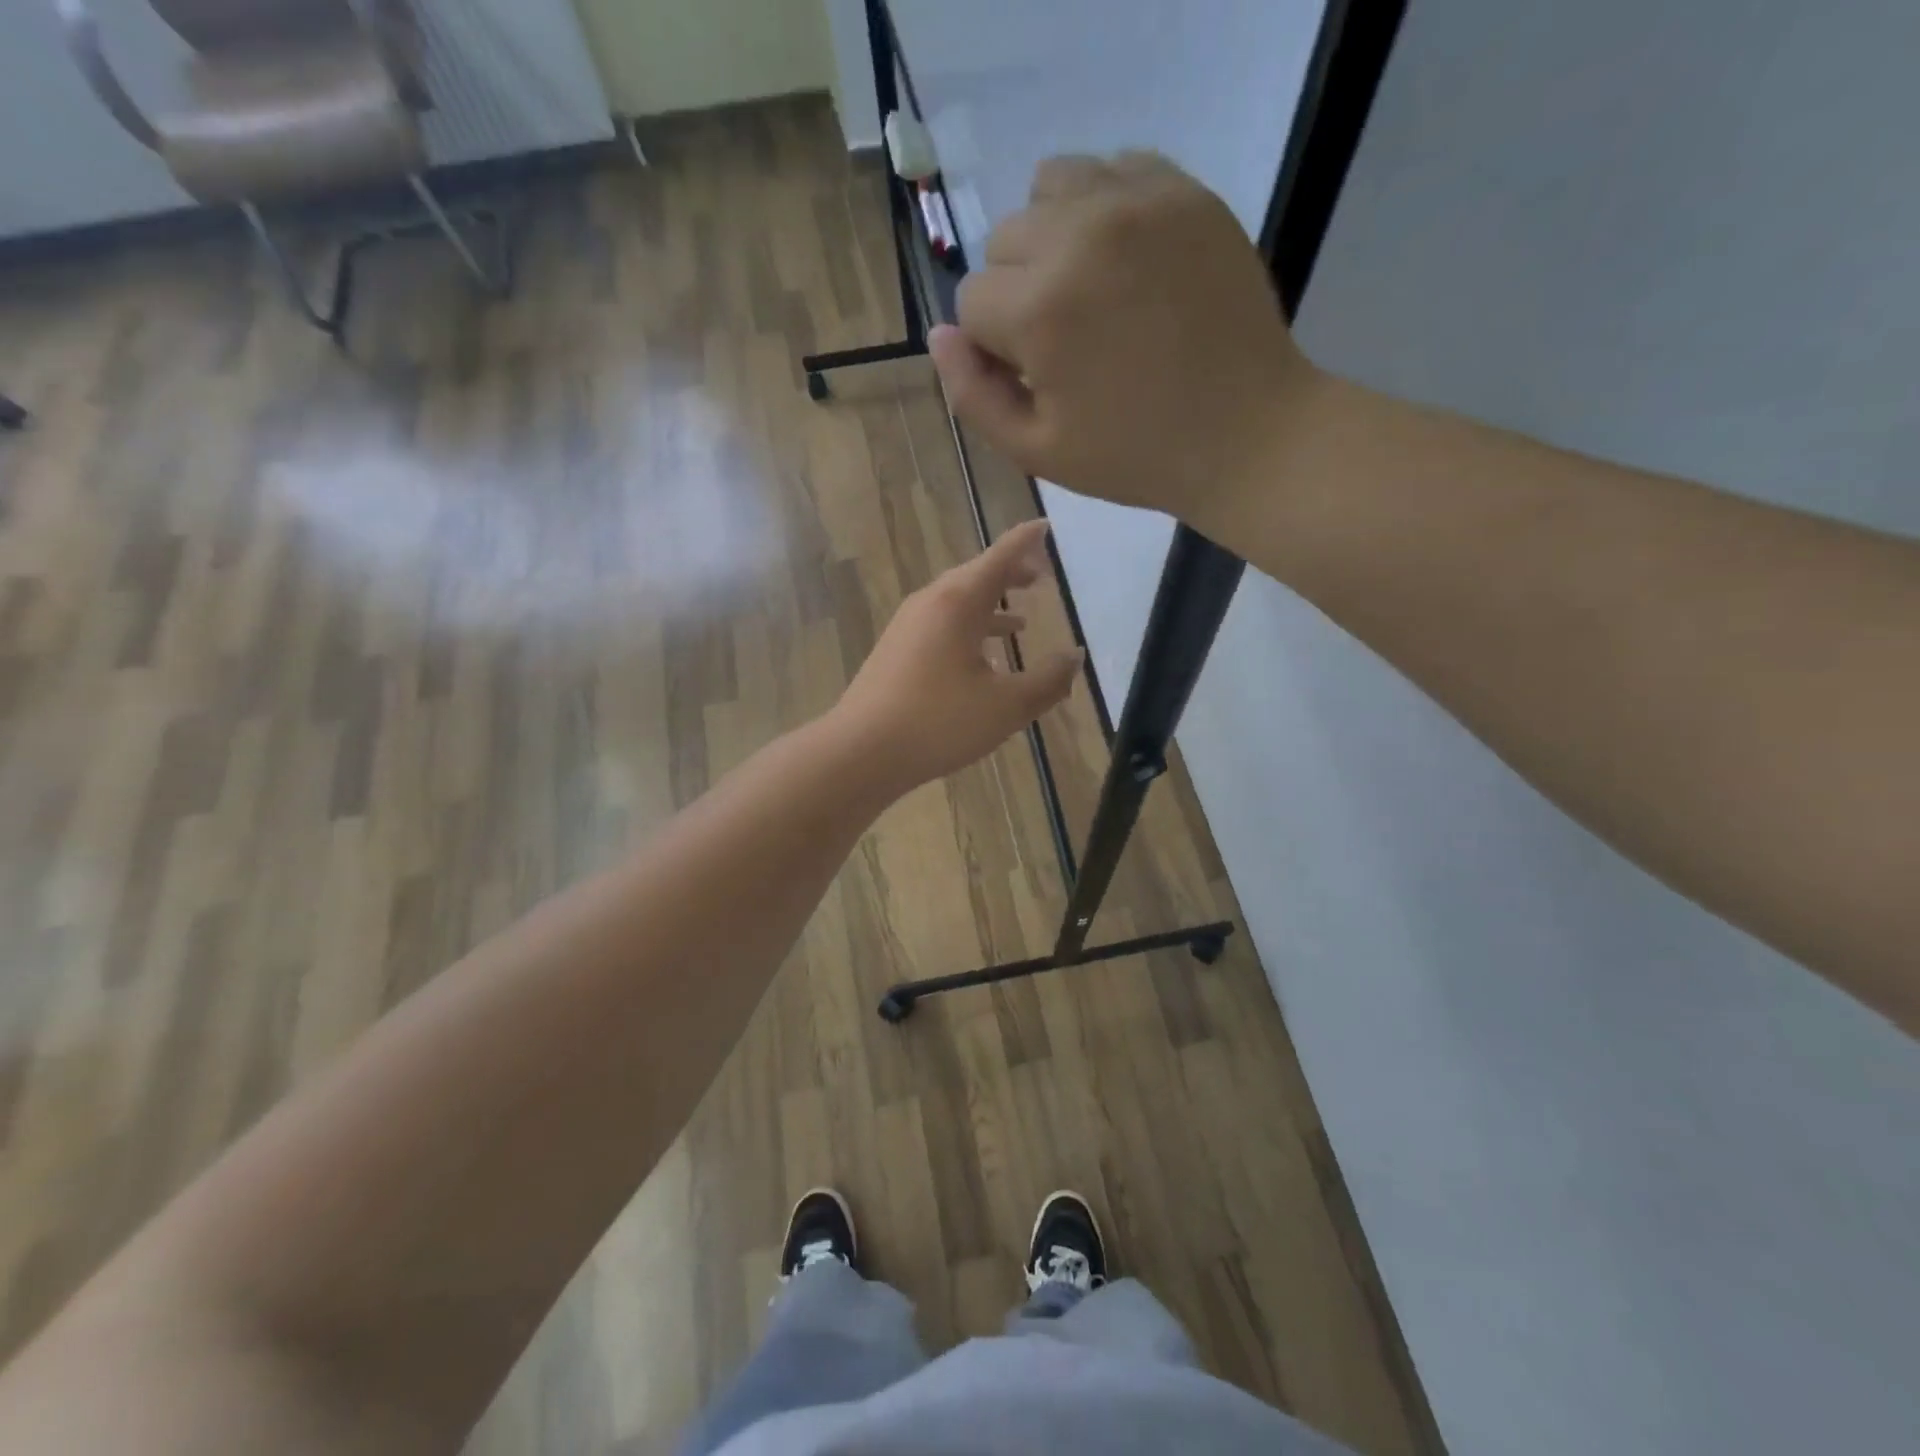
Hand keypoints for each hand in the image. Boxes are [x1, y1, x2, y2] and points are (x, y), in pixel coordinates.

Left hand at [832, 519, 1082, 791]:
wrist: (860, 751)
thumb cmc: (938, 722)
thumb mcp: (1006, 706)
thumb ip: (1048, 681)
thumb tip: (1075, 656)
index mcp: (958, 602)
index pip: (1001, 556)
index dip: (1027, 540)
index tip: (1046, 526)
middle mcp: (931, 603)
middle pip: (976, 575)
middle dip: (1010, 574)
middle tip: (1040, 577)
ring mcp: (907, 626)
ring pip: (957, 602)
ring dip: (990, 605)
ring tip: (1019, 621)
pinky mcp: (895, 651)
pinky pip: (941, 625)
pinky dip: (968, 629)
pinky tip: (980, 659)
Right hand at [930, 152, 1316, 528]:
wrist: (1245, 433)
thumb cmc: (1134, 456)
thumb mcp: (1037, 452)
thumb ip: (973, 397)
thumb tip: (939, 336)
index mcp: (1040, 309)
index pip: (972, 302)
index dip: (995, 347)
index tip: (1036, 376)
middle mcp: (1080, 235)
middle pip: (1004, 241)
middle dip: (1018, 292)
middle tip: (1068, 341)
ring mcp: (1137, 202)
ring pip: (1050, 188)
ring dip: (1052, 237)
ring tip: (1089, 290)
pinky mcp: (1183, 190)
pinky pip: (1111, 168)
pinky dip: (1102, 206)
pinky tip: (1124, 259)